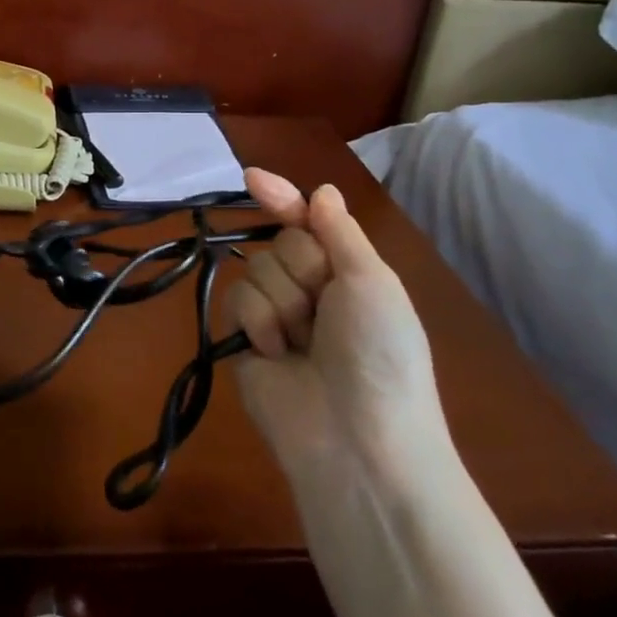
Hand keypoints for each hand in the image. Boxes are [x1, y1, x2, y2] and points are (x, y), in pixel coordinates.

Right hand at [226, 168, 450, 486]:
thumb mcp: (372, 282)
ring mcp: (274, 315)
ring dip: (283, 302)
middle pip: (281, 242)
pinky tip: (278, 354)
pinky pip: (237, 299)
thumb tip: (320, 190)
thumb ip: (339, 231)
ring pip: (256, 268)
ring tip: (304, 343)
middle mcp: (309, 288)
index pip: (307, 222)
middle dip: (301, 268)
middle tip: (324, 306)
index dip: (283, 198)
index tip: (252, 178)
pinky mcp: (244, 339)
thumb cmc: (380, 352)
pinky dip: (259, 323)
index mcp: (346, 272)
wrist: (356, 438)